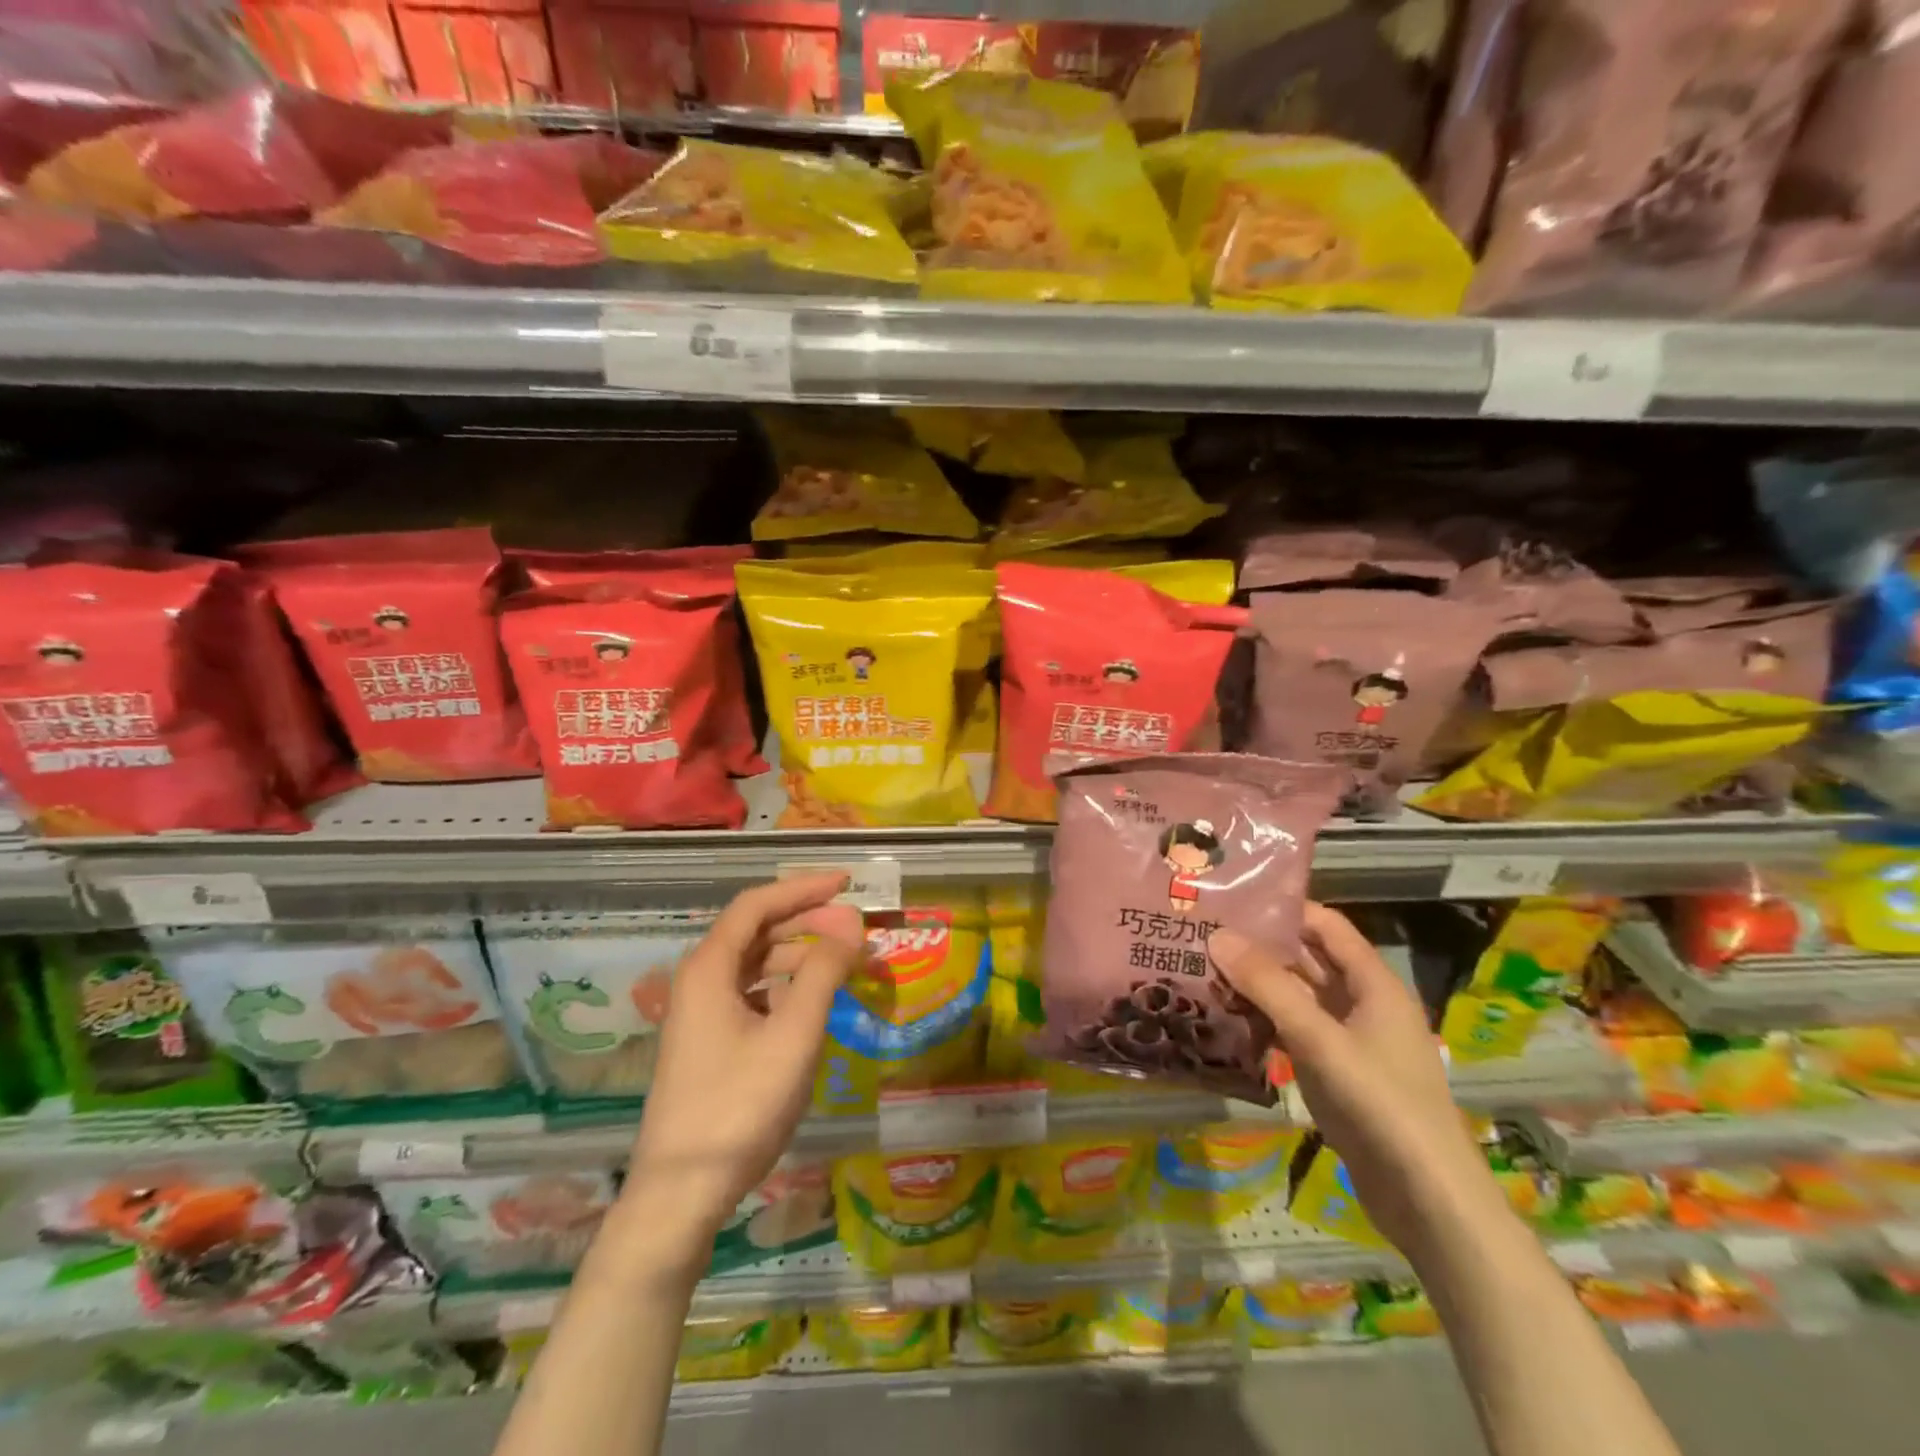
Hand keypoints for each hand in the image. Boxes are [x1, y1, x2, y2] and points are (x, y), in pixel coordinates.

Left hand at [616, 873, 865, 1277]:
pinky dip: (785, 986)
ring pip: (755, 964)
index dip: (803, 888)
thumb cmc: (739, 1107)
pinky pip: (752, 993)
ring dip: (799, 955)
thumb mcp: (793, 1036)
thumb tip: (851, 922)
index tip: (847, 883)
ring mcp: (701, 1012)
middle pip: (756, 930)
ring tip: (843, 964)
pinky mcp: (708, 1041)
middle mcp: (699, 980)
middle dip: (807, 921)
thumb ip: (823, 973)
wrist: (681, 1194)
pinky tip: (811, 1002)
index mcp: (710, 968)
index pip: (757, 905)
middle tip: (855, 926)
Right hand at [1208, 903, 1504, 1261]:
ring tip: (1203, 969)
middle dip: (1261, 946)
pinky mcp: (1336, 1074)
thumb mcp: (1319, 1039)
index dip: (1284, 908)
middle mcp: (1362, 1005)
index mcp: (1374, 985)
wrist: (1428, 1202)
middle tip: (1204, 933)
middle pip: (1308, 961)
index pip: (1326, 926)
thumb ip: (1268, 986)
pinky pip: (1295, 1033)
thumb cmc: (1380, 1105)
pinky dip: (1264, 1022)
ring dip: (1257, 986)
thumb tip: (1218, 934)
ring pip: (1298, 999)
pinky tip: (1224, 1020)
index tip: (1232, 899)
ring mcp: (1349, 1042)